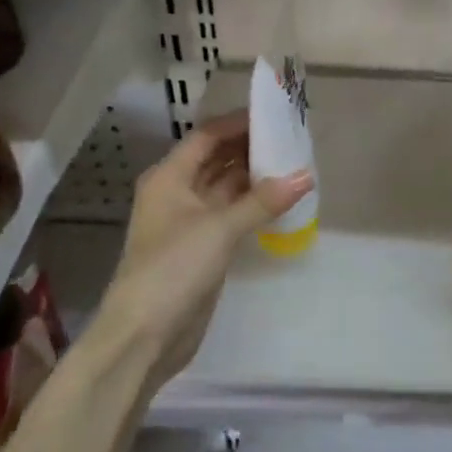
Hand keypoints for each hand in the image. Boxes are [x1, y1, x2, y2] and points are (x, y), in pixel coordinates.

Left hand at [99, 109, 312, 388]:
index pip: (207, 137)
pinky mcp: (202, 248)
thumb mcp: (220, 228)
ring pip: (226, 188)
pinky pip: (232, 214)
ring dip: (255, 177)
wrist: (144, 335)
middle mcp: (177, 193)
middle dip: (250, 149)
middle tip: (292, 139)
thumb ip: (263, 201)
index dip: (238, 124)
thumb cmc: (174, 268)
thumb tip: (306, 175)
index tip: (274, 117)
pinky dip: (254, 205)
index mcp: (169, 177)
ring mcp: (189, 222)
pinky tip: (282, 201)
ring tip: (294, 165)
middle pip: (217, 159)